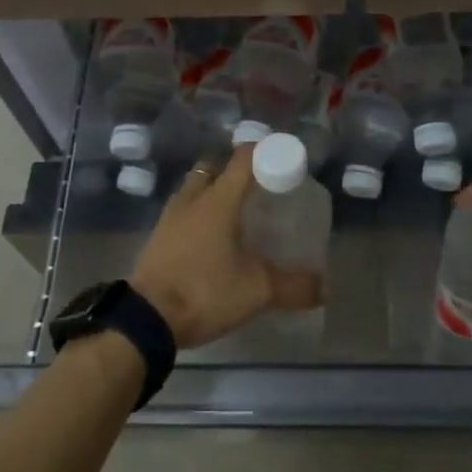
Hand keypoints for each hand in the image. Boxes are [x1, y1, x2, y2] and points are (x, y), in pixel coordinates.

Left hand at [129, 147, 322, 347]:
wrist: (146, 319)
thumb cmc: (205, 290)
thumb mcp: (256, 290)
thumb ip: (293, 286)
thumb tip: (324, 288)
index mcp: (219, 199)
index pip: (244, 158)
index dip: (264, 152)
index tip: (282, 160)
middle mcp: (193, 199)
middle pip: (214, 168)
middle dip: (234, 172)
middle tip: (257, 189)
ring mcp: (170, 217)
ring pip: (194, 189)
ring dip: (212, 193)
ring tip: (234, 215)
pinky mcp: (157, 238)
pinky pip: (182, 213)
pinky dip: (197, 217)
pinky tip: (210, 240)